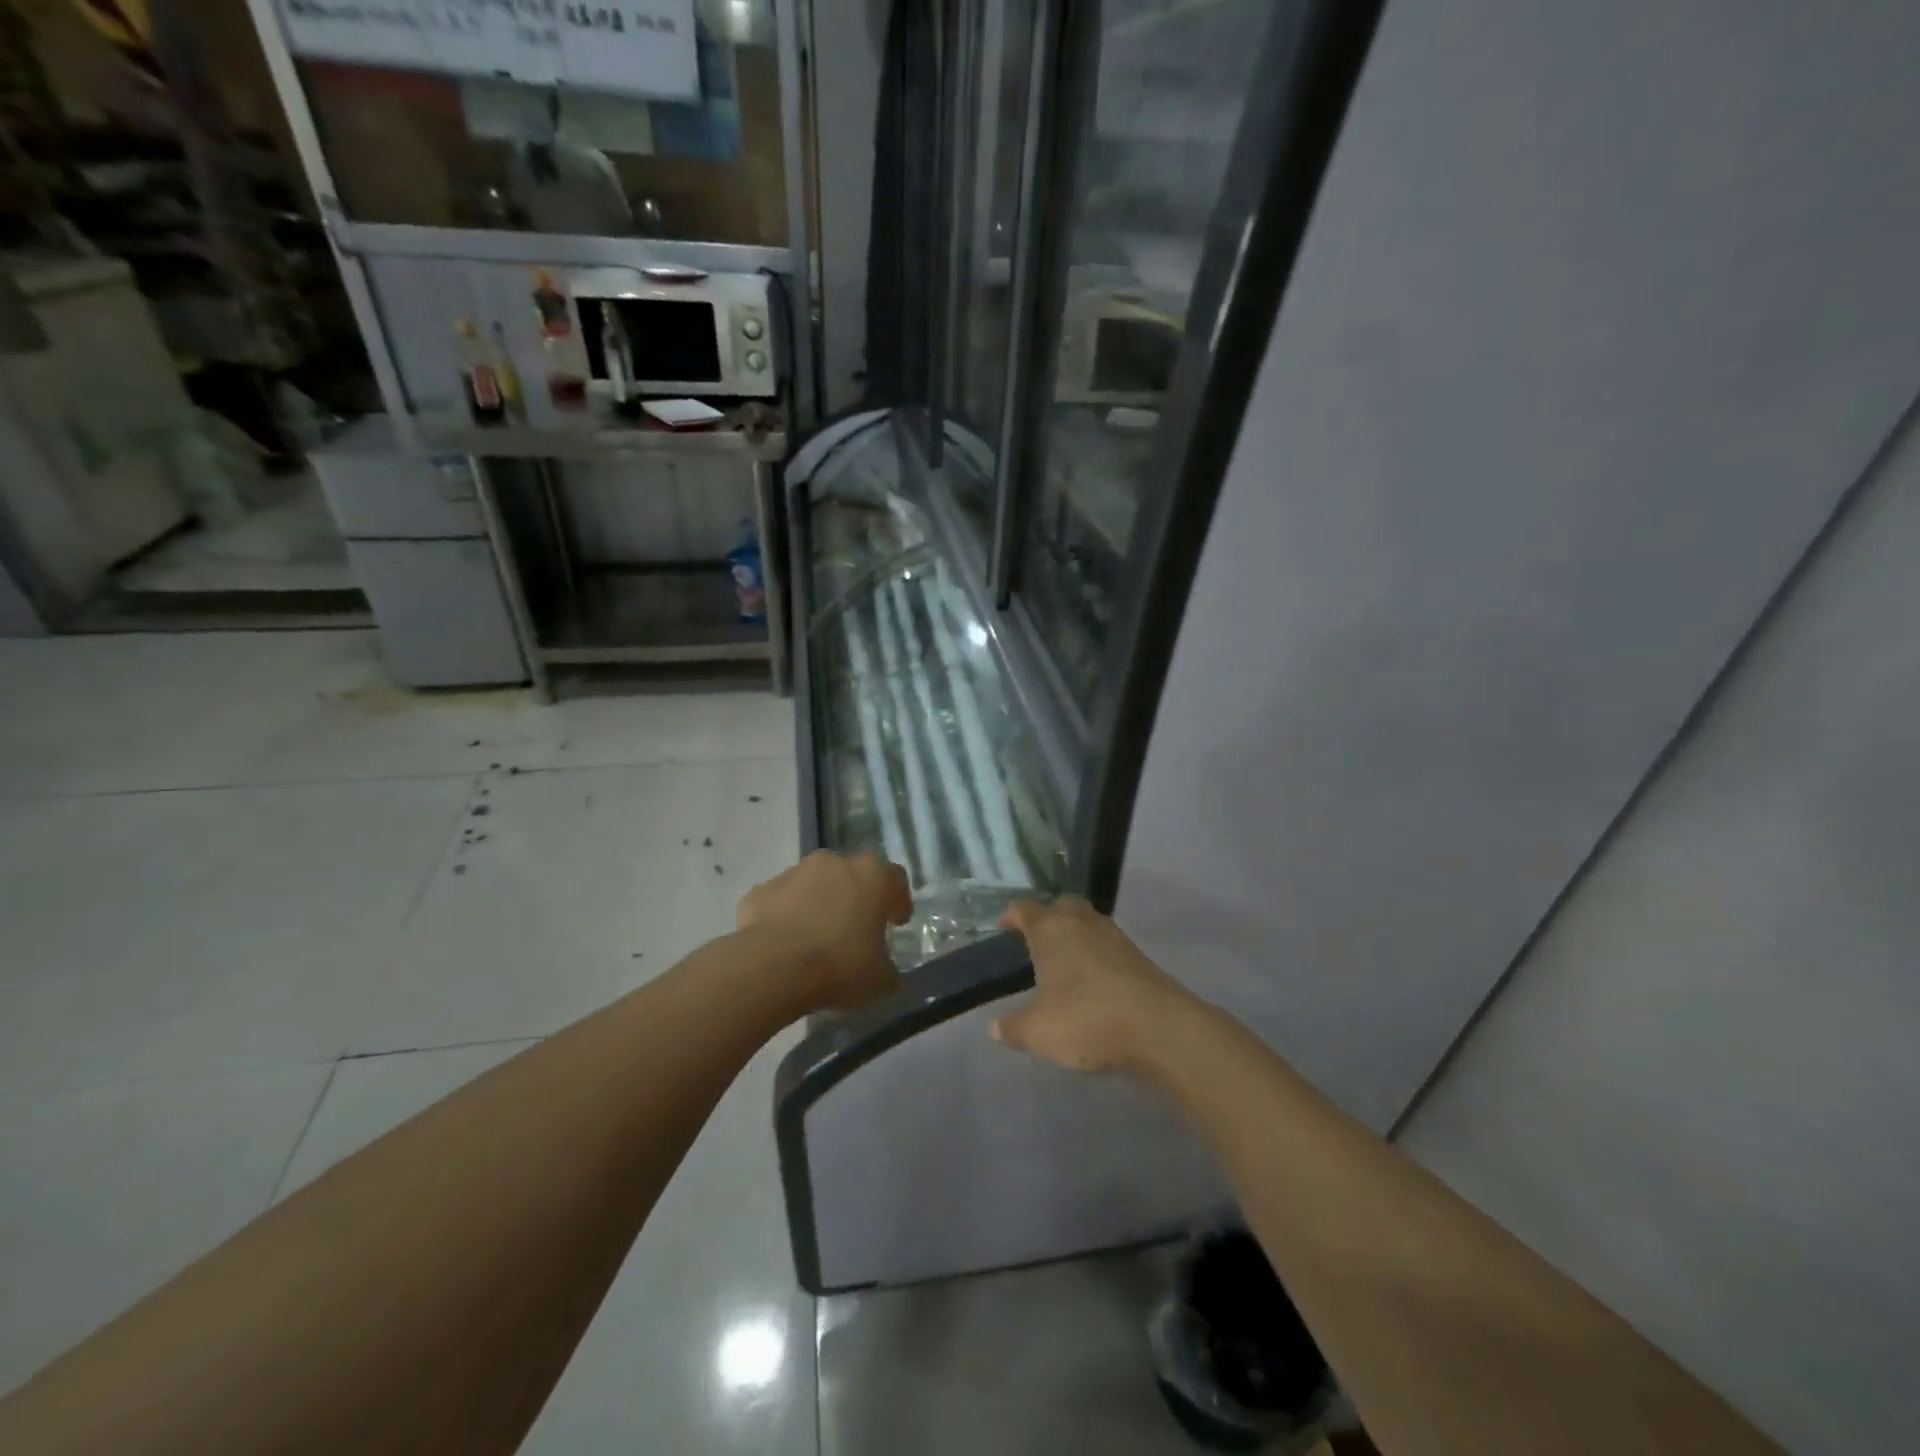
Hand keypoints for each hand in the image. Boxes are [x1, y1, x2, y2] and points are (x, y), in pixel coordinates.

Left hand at [738, 851, 912, 1010]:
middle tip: (856, 931)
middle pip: (851, 876)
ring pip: (814, 885)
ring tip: (817, 941)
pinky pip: (781, 902)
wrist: (772, 967)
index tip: (896, 923)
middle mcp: (834, 863)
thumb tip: (887, 973)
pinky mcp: (760, 891)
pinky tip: (785, 947)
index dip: (897, 901)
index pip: (895, 879)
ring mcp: (793, 873)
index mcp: (872, 875)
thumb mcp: (880, 980)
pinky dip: (785, 918)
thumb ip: (888, 970)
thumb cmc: (840, 965)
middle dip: (855, 899)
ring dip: (819, 905)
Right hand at [992, 897, 1196, 1073]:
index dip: (1011, 915)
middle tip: (1036, 941)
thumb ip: (1014, 1028)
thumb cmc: (1087, 1019)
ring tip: (1062, 962)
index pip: (1024, 909)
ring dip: (1074, 935)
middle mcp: (1081, 922)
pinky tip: (1091, 980)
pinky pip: (1106, 944)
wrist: (1159, 1027)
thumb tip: (996, 1027)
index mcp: (1050, 930)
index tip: (1003, 926)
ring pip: (1087, 922)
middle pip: (1061, 906)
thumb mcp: (1039, 1032)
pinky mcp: (1136, 955)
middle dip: (1047, 917)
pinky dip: (1095, 954)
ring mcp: (1113, 935)